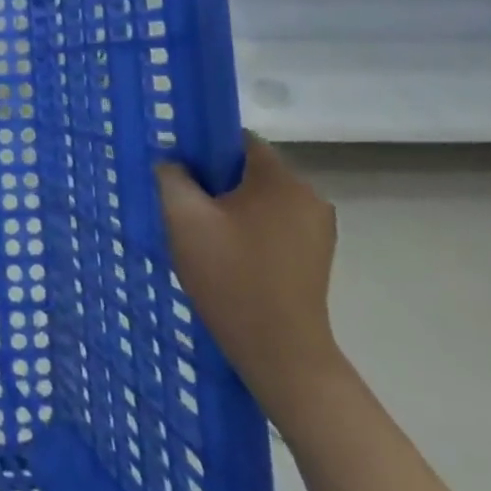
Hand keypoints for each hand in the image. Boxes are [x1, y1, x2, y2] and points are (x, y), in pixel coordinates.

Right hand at [155, 134, 348, 425]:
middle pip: (250, 170)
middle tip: (185, 208)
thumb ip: (172, 178)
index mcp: (280, 179)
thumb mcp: (184, 220)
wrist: (280, 351)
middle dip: (216, 183)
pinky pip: (275, 224)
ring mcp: (318, 227)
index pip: (238, 139)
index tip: (179, 172)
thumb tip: (172, 162)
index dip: (204, 149)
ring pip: (262, 199)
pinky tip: (230, 256)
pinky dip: (251, 230)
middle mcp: (308, 195)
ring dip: (232, 208)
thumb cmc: (230, 277)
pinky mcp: (317, 254)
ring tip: (205, 236)